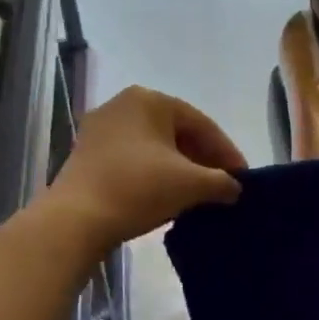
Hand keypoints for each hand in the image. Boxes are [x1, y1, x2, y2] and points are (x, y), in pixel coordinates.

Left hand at [46, 86, 245, 249]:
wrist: (75, 220)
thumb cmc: (138, 189)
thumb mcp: (190, 185)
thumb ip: (221, 182)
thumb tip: (234, 188)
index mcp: (149, 99)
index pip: (201, 123)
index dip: (226, 152)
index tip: (242, 178)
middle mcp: (123, 104)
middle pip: (177, 132)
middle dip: (202, 160)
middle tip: (223, 186)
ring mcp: (100, 129)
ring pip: (154, 147)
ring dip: (179, 169)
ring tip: (198, 194)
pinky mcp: (87, 154)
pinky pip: (133, 159)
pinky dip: (154, 174)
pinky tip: (166, 197)